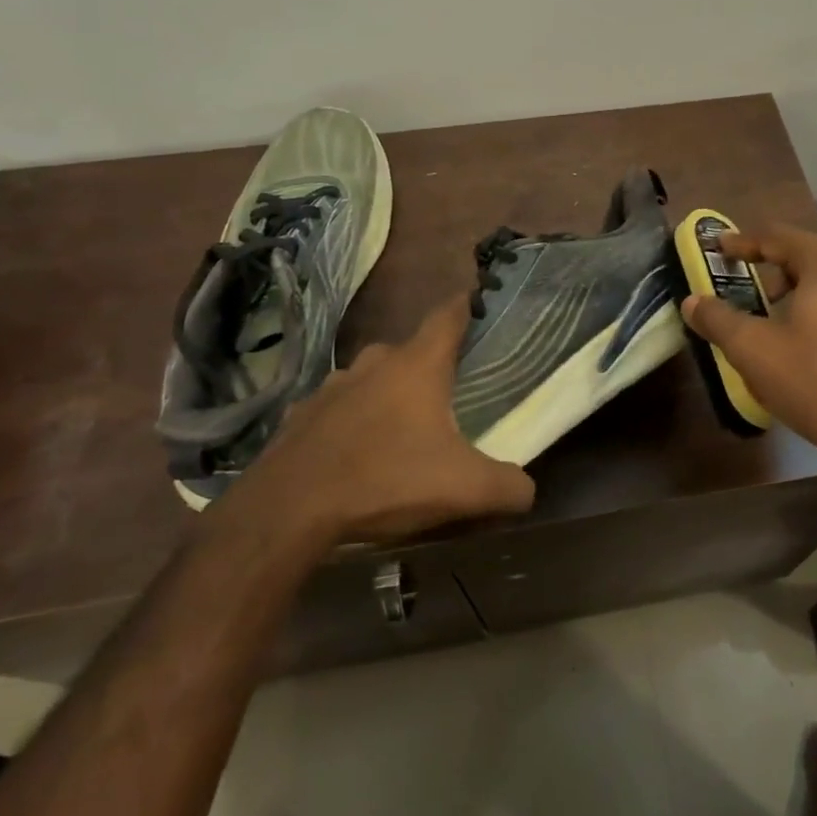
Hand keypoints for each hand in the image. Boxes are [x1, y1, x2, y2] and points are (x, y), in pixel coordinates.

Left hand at [226, 294, 535, 544]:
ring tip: (401, 428)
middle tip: (449, 394)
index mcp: (417, 365)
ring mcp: (331, 387)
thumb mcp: (464, 489)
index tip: (480, 303)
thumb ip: (508, 486)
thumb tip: (529, 490)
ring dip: (388, 394)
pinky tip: (354, 453)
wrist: (287, 511)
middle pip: (410, 350)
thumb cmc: (386, 481)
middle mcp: (374, 363)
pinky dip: (351, 422)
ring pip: (371, 378)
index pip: (449, 315)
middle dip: (430, 366)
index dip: (467, 306)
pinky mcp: (300, 415)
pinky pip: (337, 409)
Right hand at [682, 225, 816, 487]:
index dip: (742, 242)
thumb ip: (718, 319)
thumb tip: (692, 302)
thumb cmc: (816, 383)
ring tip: (779, 318)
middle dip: (773, 269)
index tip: (719, 248)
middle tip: (748, 290)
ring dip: (803, 290)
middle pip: (808, 255)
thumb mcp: (753, 350)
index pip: (777, 236)